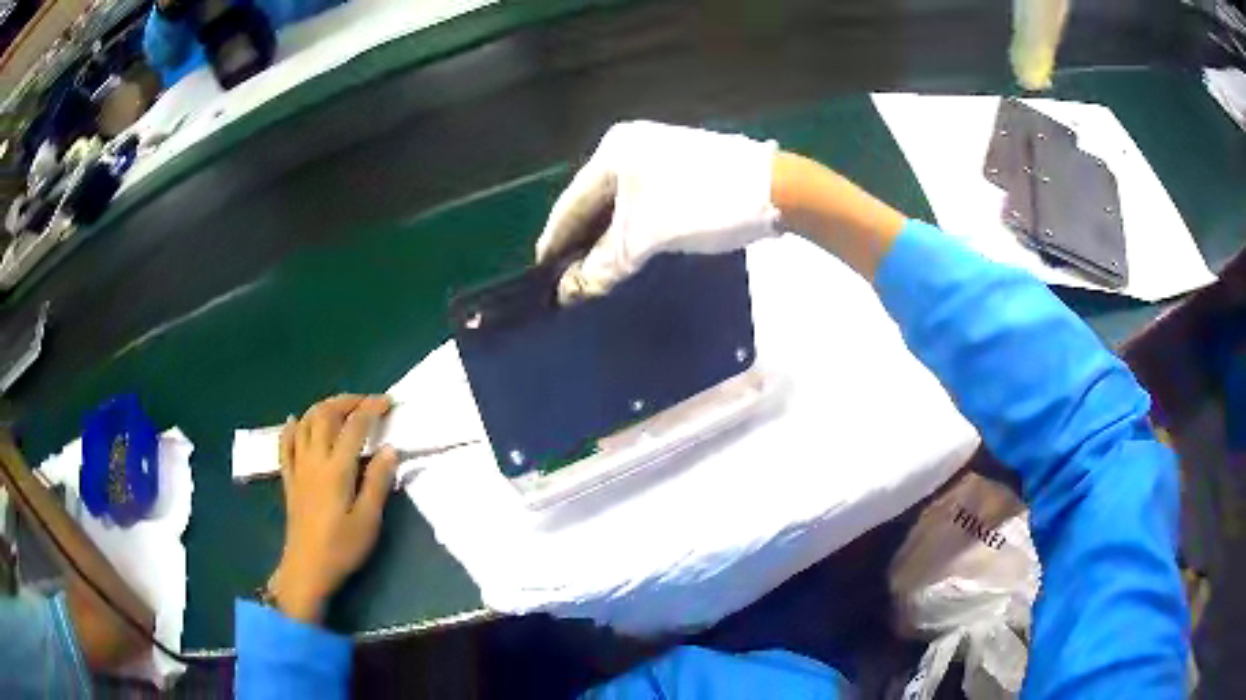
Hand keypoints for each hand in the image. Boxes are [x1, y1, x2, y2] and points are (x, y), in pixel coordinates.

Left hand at [270, 395, 398, 623]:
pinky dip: (291, 427)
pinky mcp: (289, 479)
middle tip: (366, 402)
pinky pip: (285, 444)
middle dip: (347, 401)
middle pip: (325, 415)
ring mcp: (298, 468)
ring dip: (322, 408)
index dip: (371, 409)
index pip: (354, 426)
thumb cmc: (342, 548)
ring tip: (339, 407)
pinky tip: (295, 420)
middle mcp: (314, 460)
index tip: (388, 403)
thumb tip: (389, 449)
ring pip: (305, 423)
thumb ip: (378, 482)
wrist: (307, 569)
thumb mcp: (369, 520)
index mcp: (337, 469)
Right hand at [536, 120, 779, 302]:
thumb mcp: (648, 237)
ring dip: (609, 240)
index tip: (541, 277)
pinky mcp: (681, 169)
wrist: (778, 190)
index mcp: (613, 152)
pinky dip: (634, 230)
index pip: (571, 203)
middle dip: (582, 243)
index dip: (555, 242)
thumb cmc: (703, 204)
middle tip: (569, 281)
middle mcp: (630, 146)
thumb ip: (604, 265)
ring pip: (621, 205)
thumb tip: (569, 294)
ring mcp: (658, 155)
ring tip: (596, 274)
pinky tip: (629, 254)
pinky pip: (643, 203)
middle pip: (594, 203)